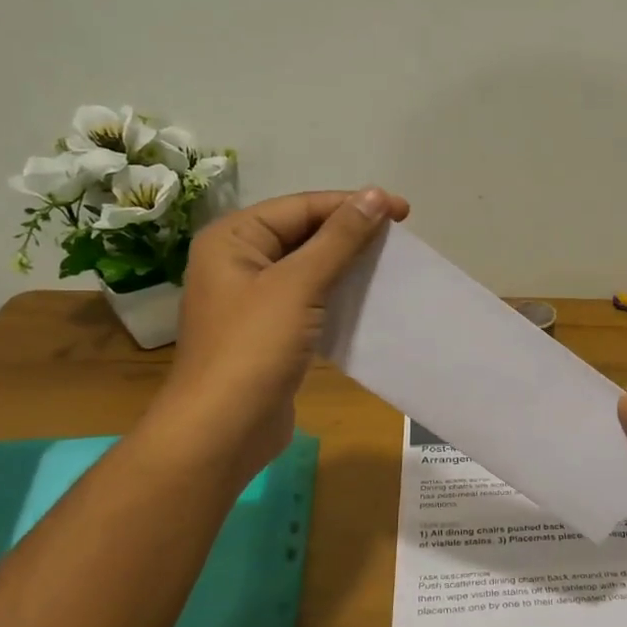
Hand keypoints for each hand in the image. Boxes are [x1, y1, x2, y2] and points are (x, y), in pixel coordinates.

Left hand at [161, 187, 409, 464]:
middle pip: (304, 233)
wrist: (222, 430)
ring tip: (391, 266)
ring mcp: (252, 300)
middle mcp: (238, 262)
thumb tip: (374, 195)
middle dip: (352, 234)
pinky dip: (339, 296)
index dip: (353, 205)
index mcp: (233, 239)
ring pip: (309, 268)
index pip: (302, 207)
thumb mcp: (299, 285)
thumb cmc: (255, 348)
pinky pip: (310, 300)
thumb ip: (339, 239)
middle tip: (401, 239)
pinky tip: (369, 300)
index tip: (404, 212)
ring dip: (348, 265)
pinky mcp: (270, 332)